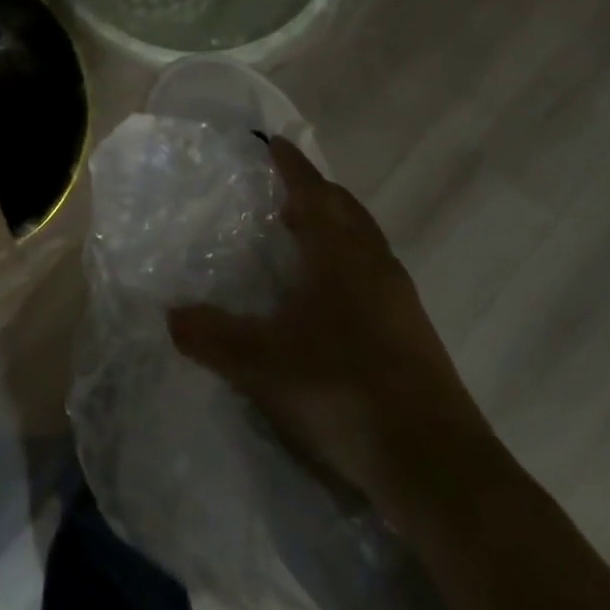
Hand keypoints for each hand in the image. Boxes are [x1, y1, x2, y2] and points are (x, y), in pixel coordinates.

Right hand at [168, 138, 495, 519]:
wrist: (438, 467)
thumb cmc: (345, 390)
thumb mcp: (263, 364)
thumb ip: (212, 337)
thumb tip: (171, 315)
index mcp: (341, 254)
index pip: (313, 191)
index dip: (291, 165)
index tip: (273, 142)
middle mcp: (375, 265)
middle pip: (345, 210)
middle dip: (314, 193)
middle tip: (281, 193)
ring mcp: (400, 301)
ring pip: (364, 243)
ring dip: (334, 229)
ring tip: (300, 240)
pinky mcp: (412, 335)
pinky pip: (374, 276)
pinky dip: (347, 266)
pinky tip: (328, 301)